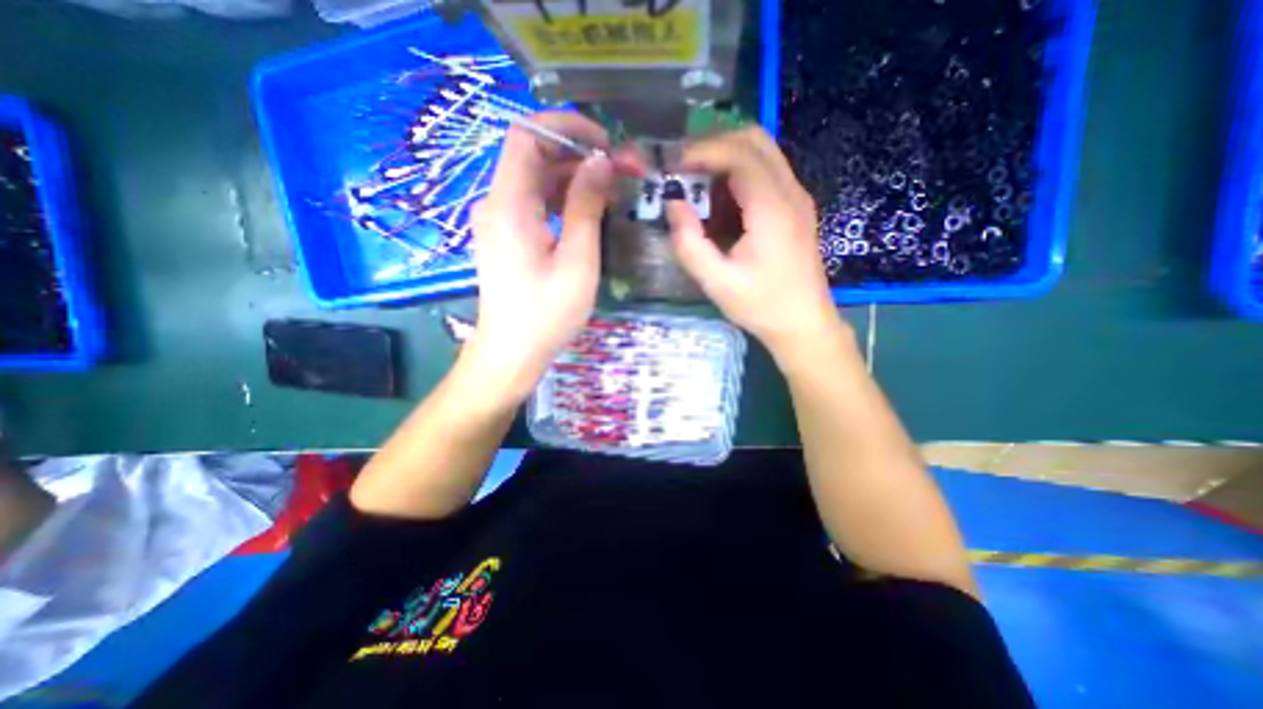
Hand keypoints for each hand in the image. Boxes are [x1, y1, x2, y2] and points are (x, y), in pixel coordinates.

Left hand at [468, 113, 617, 403]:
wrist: (512, 353)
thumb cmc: (547, 313)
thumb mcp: (576, 260)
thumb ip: (586, 206)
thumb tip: (601, 162)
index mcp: (509, 204)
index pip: (528, 134)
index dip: (567, 128)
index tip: (605, 144)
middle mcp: (496, 203)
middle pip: (533, 156)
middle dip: (578, 156)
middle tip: (620, 172)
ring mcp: (499, 221)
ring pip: (535, 180)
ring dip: (572, 179)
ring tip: (610, 192)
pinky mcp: (506, 237)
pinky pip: (533, 204)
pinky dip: (560, 200)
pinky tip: (587, 212)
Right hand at [666, 124, 840, 359]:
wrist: (804, 324)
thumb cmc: (761, 306)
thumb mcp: (717, 282)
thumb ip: (689, 243)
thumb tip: (672, 203)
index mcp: (772, 209)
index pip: (739, 154)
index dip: (702, 151)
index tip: (672, 167)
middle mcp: (790, 193)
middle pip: (754, 140)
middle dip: (714, 146)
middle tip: (684, 170)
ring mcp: (797, 198)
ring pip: (762, 153)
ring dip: (725, 159)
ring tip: (696, 187)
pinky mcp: (795, 208)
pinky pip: (766, 173)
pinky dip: (738, 175)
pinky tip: (720, 204)